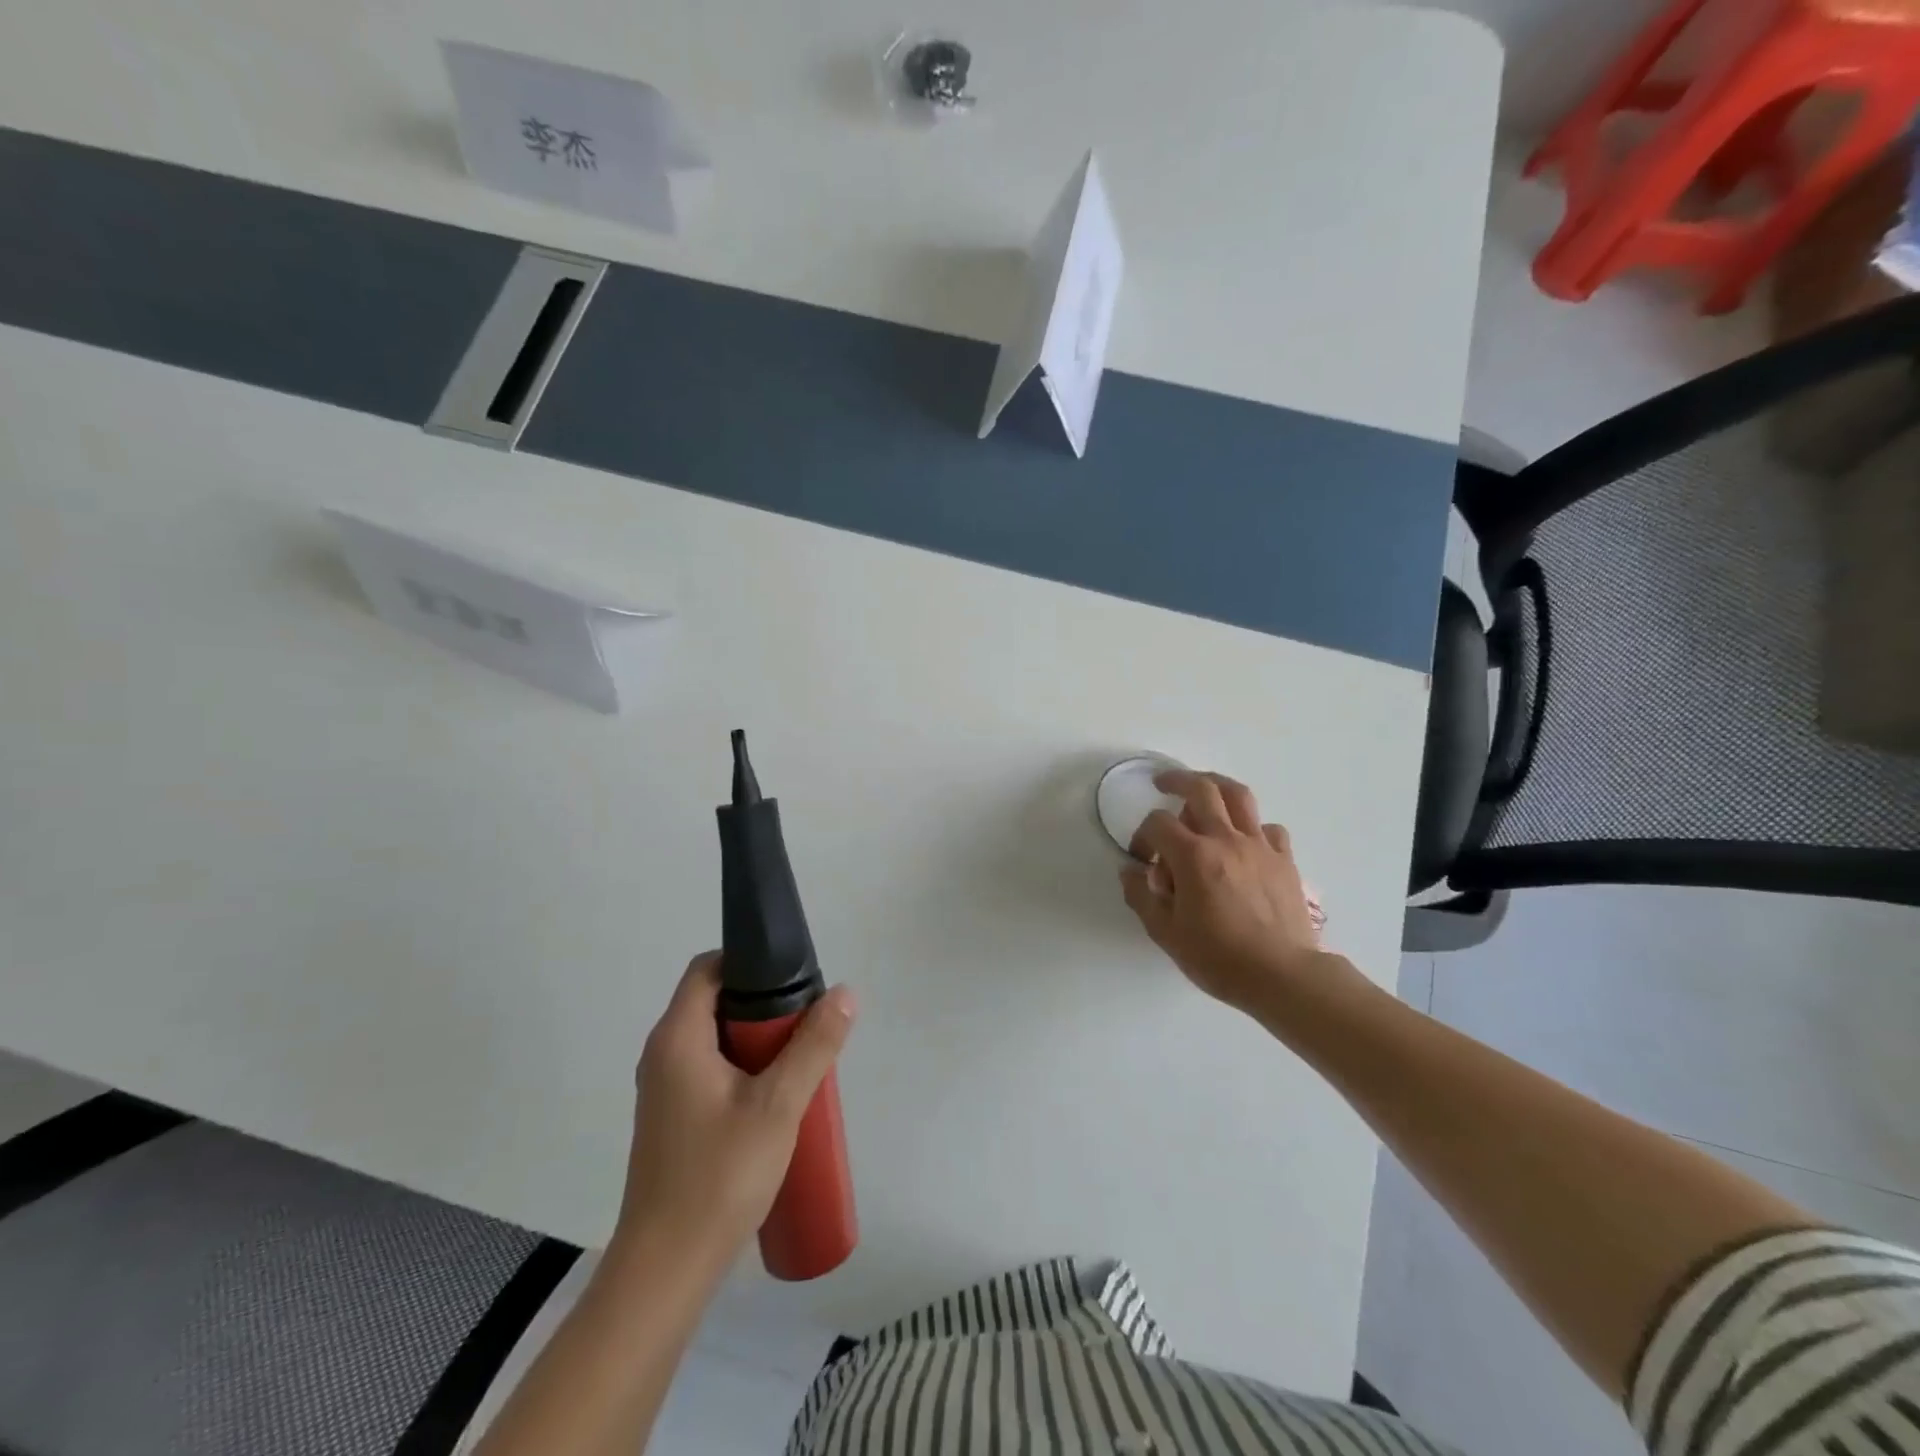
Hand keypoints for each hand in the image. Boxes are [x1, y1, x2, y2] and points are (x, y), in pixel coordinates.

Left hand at [617, 953, 855, 1266]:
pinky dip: (742, 1068)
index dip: (747, 961)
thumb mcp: (778, 1105)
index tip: (791, 977)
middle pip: (713, 1002)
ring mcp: (663, 1090)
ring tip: (799, 1059)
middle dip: (761, 1005)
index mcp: (677, 1038)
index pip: (707, 968)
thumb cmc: (719, 1176)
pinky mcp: (672, 1120)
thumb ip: (813, 1046)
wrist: (666, 1271)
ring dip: (755, 1040)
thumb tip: (844, 993)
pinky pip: (709, 1070)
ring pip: (714, 1039)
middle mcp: (662, 1055)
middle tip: (806, 1022)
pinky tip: (774, 1099)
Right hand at [1119, 769, 1334, 1015]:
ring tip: (1203, 790)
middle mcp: (1226, 840)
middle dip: (1176, 781)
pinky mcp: (1284, 859)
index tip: (1142, 860)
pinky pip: (1267, 828)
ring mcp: (1259, 846)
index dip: (1142, 836)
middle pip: (1200, 789)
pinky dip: (1251, 826)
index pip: (1157, 823)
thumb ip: (1141, 896)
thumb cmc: (1219, 958)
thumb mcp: (1166, 934)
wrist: (1283, 976)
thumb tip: (1129, 871)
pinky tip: (1243, 841)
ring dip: (1216, 786)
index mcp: (1193, 856)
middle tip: (1162, 784)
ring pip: (1238, 796)